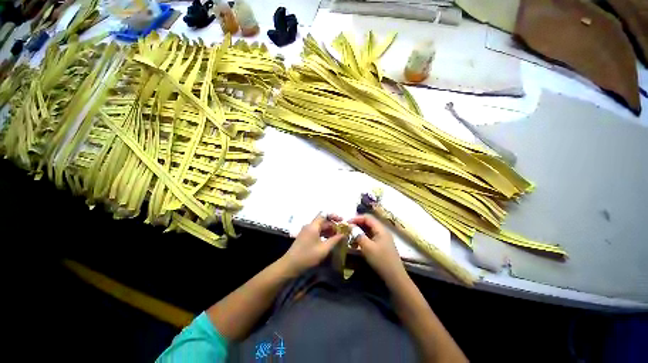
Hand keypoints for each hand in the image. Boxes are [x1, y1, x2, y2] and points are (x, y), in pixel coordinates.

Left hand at [281, 214, 344, 275]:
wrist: (290, 265)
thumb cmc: (308, 256)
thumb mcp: (324, 249)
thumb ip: (335, 240)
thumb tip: (344, 234)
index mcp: (313, 226)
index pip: (324, 215)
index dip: (334, 216)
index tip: (342, 221)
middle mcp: (309, 226)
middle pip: (322, 221)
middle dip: (333, 225)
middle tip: (342, 231)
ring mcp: (306, 231)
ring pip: (319, 227)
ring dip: (329, 230)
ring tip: (337, 236)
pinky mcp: (304, 237)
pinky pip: (316, 231)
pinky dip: (323, 234)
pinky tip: (329, 240)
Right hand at [348, 214, 405, 279]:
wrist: (394, 277)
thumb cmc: (381, 260)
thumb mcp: (367, 247)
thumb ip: (358, 235)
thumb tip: (351, 227)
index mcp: (381, 229)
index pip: (367, 217)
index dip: (357, 218)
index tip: (346, 223)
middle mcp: (382, 231)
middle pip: (368, 222)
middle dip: (357, 224)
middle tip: (347, 228)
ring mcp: (383, 238)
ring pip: (369, 230)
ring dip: (359, 231)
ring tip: (350, 235)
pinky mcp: (382, 245)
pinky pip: (371, 237)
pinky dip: (363, 237)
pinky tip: (357, 242)